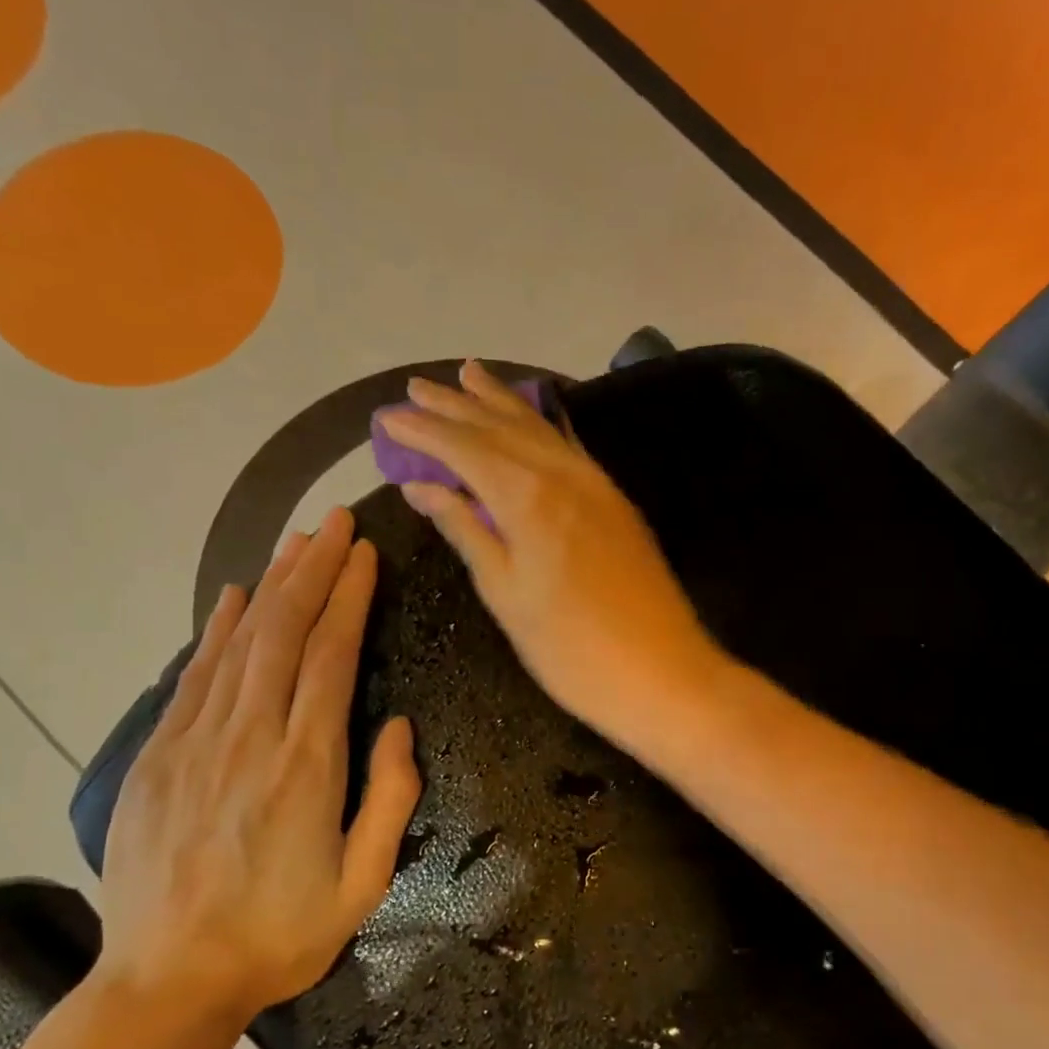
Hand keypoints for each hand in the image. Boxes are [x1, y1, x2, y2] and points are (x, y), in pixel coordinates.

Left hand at [97, 509, 421, 1034]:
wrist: (166, 982)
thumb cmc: (280, 936)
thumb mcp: (363, 884)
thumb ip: (389, 799)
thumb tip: (397, 725)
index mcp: (307, 766)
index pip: (330, 655)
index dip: (349, 597)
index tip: (365, 553)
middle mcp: (250, 738)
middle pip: (283, 631)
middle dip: (313, 569)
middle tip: (336, 522)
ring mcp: (196, 742)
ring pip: (238, 642)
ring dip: (269, 586)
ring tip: (296, 543)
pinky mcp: (158, 755)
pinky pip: (193, 676)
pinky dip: (214, 630)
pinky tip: (230, 599)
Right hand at [379, 360, 726, 742]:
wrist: (661, 672)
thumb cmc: (570, 648)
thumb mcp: (505, 595)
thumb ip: (465, 530)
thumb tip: (421, 486)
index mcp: (527, 496)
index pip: (463, 448)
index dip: (423, 432)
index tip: (387, 418)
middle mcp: (562, 474)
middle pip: (500, 427)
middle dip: (455, 406)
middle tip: (416, 387)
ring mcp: (595, 483)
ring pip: (539, 428)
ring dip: (500, 402)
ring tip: (469, 375)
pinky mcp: (615, 501)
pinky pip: (568, 446)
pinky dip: (541, 425)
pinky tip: (532, 418)